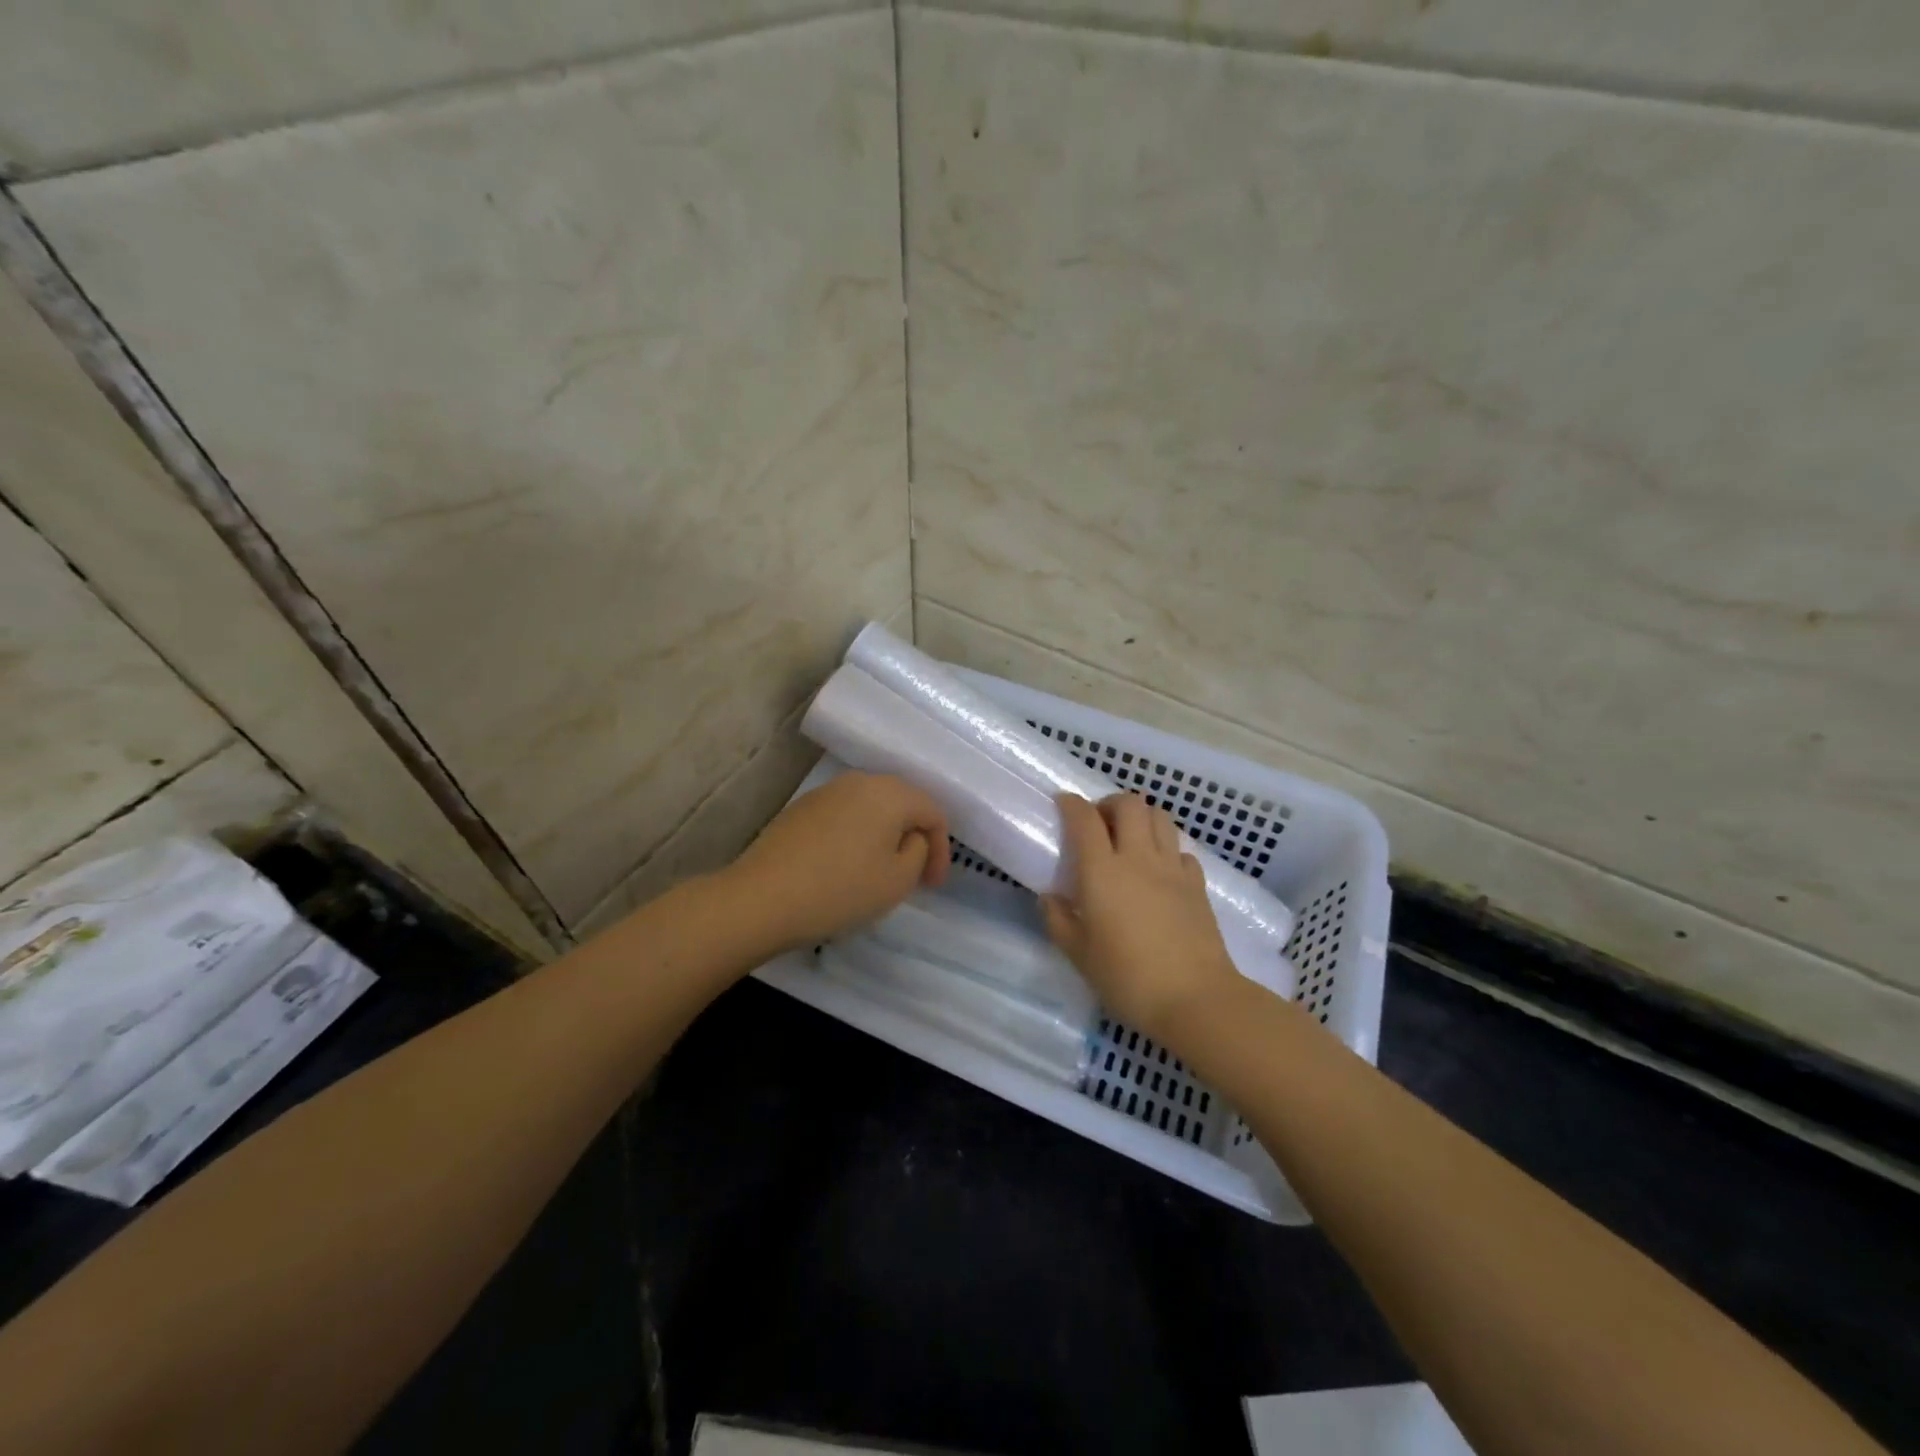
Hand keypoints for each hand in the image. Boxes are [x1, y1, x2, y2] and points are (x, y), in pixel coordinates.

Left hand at [723, 772, 948, 953]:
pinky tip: (846, 867)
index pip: (933, 812)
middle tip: (916, 876)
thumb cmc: (841, 889)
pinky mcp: (801, 809)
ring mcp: (826, 792)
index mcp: (890, 792)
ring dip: (884, 837)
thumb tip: (909, 838)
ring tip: (881, 872)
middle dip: (914, 839)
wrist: (762, 898)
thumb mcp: (898, 879)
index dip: (942, 850)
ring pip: (871, 810)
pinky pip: (843, 817)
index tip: (933, 886)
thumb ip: (918, 852)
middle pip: (901, 804)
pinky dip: (856, 837)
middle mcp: (859, 781)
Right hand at [1041, 793, 1240, 1043]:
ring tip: (1130, 840)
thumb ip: (1059, 920)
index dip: (1071, 804)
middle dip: (1110, 804)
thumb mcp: (1079, 955)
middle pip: (1129, 804)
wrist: (1195, 999)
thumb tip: (1050, 897)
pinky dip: (1167, 849)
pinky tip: (1159, 871)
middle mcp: (1138, 858)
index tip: (1062, 803)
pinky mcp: (1197, 884)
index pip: (1085, 819)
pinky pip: (1181, 850)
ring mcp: (1172, 868)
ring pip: (1160, 817)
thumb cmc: (1127, 978)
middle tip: (1099, 824)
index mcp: (1102, 871)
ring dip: (1141, 818)